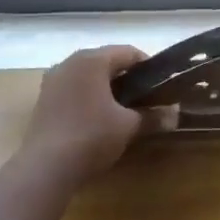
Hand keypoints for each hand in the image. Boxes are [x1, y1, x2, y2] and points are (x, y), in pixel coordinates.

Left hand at [19, 46, 173, 183]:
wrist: (46, 167)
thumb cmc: (92, 137)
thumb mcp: (128, 126)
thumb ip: (153, 116)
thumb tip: (175, 115)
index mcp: (91, 60)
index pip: (128, 52)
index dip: (149, 67)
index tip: (162, 86)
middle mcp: (69, 62)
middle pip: (106, 62)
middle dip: (127, 78)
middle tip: (146, 99)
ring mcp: (53, 80)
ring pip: (88, 76)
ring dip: (107, 88)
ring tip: (124, 110)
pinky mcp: (44, 99)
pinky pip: (74, 89)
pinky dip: (89, 97)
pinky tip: (98, 119)